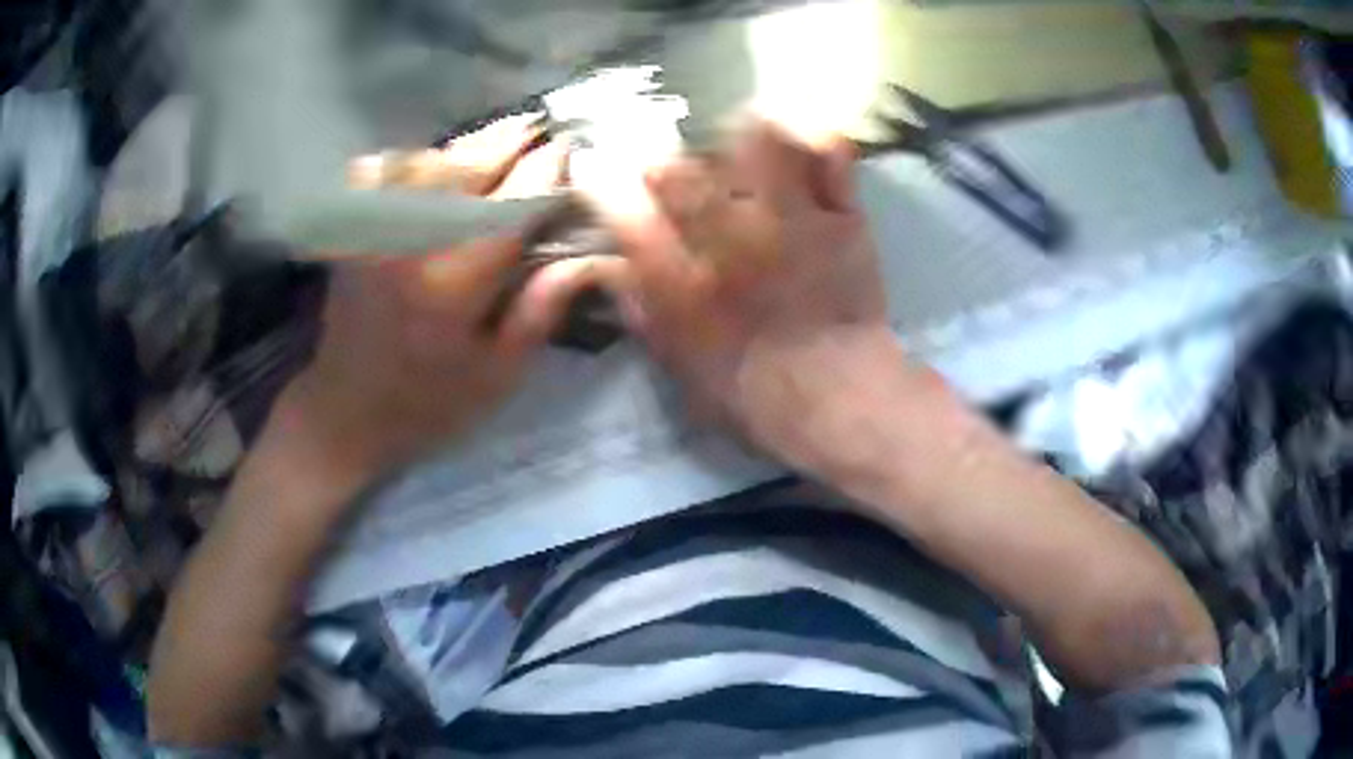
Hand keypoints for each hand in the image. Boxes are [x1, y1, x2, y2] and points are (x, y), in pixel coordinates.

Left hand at [281, 117, 615, 487]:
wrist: (343, 413)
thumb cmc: (427, 405)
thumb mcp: (498, 376)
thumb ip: (541, 310)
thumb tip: (594, 255)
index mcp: (453, 283)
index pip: (513, 203)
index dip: (548, 169)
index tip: (573, 151)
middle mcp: (409, 241)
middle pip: (469, 165)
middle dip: (512, 140)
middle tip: (543, 129)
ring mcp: (374, 228)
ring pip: (430, 159)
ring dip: (470, 146)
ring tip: (502, 143)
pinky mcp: (353, 230)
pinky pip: (387, 170)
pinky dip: (417, 159)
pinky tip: (439, 164)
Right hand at [580, 120, 928, 470]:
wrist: (841, 398)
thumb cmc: (755, 394)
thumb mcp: (681, 369)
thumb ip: (643, 314)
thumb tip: (609, 270)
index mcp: (685, 281)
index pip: (624, 215)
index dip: (601, 184)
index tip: (594, 169)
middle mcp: (730, 239)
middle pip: (680, 172)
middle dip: (662, 162)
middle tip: (666, 167)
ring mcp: (791, 220)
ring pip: (755, 145)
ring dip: (737, 134)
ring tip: (735, 136)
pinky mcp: (841, 216)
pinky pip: (829, 156)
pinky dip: (814, 139)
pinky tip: (800, 136)